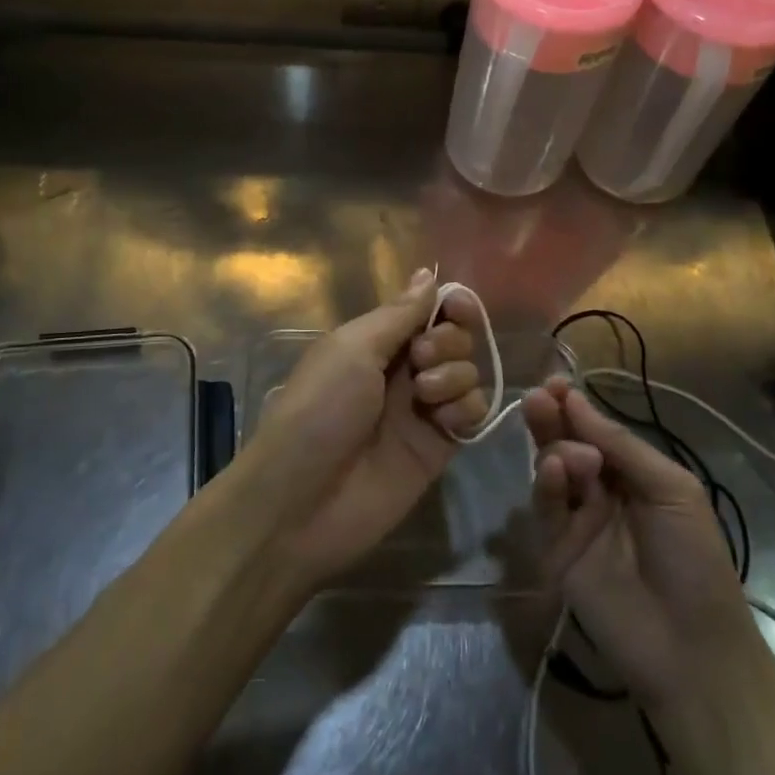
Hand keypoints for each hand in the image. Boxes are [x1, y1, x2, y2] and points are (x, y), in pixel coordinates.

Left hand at [238, 269, 490, 590]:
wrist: (303, 501)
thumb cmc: (320, 409)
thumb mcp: (352, 349)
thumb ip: (399, 314)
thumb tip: (427, 274)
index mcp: (374, 341)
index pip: (426, 310)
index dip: (449, 305)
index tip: (459, 307)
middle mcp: (402, 370)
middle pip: (453, 338)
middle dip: (448, 341)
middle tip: (421, 359)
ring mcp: (422, 410)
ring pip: (466, 373)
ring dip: (456, 374)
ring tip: (426, 396)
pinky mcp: (438, 447)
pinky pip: (472, 413)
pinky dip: (467, 409)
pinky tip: (445, 421)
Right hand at [524, 378, 758, 712]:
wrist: (692, 648)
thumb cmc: (695, 559)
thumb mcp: (671, 489)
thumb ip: (621, 444)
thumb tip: (576, 400)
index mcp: (633, 473)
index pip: (595, 429)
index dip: (575, 406)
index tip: (556, 382)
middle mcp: (600, 490)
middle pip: (566, 442)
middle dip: (552, 417)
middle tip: (538, 397)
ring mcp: (576, 519)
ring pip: (551, 469)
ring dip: (554, 448)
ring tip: (571, 449)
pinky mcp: (556, 548)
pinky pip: (545, 506)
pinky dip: (545, 482)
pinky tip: (555, 469)